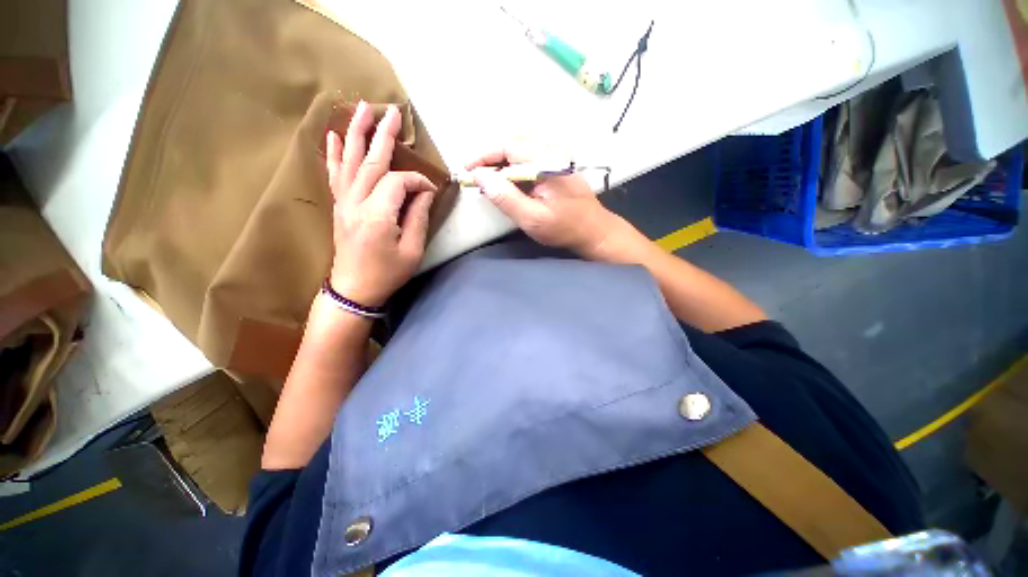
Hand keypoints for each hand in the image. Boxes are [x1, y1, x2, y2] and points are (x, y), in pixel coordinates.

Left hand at [326, 101, 436, 306]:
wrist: (354, 290)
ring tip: (361, 108)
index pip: (399, 182)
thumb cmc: (387, 273)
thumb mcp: (412, 250)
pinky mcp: (339, 207)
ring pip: (350, 161)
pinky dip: (334, 154)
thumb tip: (424, 192)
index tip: (432, 190)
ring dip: (356, 133)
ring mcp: (344, 202)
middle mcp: (357, 202)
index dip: (418, 181)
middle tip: (392, 112)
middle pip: (371, 161)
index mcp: (378, 214)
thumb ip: (418, 217)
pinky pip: (335, 175)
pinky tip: (333, 136)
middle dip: (384, 135)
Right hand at [466, 140, 624, 258]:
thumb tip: (479, 177)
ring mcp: (556, 158)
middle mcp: (552, 152)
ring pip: (519, 152)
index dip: (483, 156)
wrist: (594, 231)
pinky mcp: (556, 166)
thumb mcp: (532, 218)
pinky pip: (528, 161)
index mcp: (547, 160)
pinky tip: (506, 184)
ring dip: (500, 165)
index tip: (466, 170)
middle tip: (475, 179)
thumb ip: (506, 198)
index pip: (508, 146)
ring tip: (487, 183)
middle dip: (489, 160)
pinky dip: (512, 169)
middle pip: (512, 146)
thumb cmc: (565, 227)